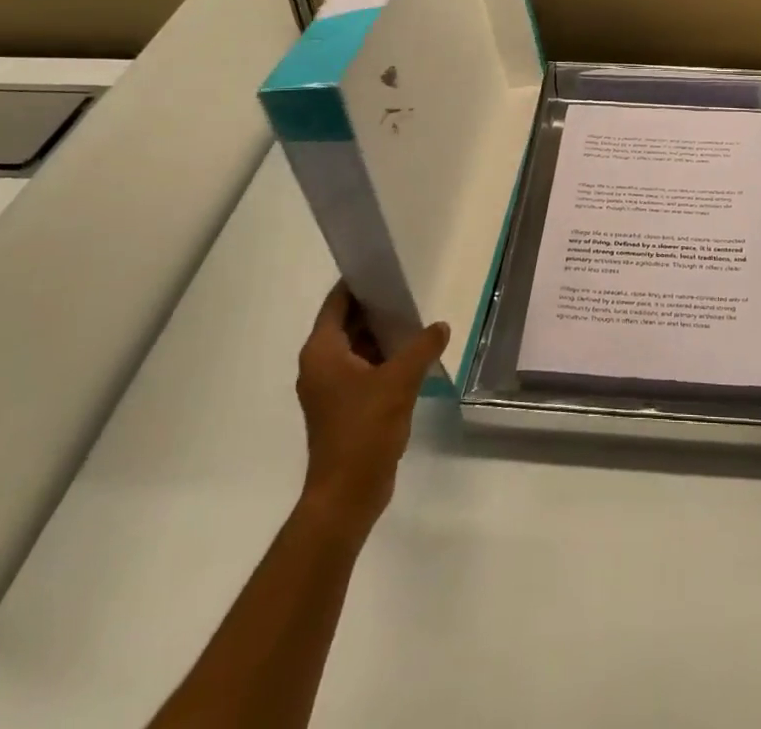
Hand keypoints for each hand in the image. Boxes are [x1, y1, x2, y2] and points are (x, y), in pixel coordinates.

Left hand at [296, 282, 448, 536]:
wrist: (347, 495)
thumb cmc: (364, 429)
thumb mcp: (400, 381)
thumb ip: (422, 347)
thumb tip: (440, 326)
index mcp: (322, 352)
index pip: (337, 302)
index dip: (359, 282)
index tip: (385, 266)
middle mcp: (319, 365)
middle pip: (347, 322)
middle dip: (376, 307)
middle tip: (409, 290)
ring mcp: (330, 388)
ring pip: (356, 347)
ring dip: (381, 334)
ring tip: (416, 319)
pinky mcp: (342, 407)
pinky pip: (362, 369)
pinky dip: (382, 358)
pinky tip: (412, 356)